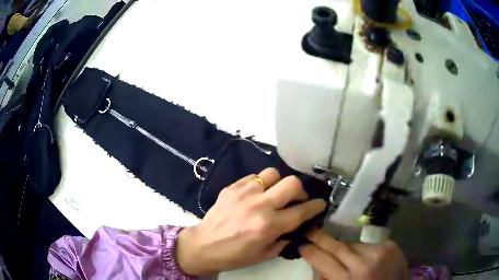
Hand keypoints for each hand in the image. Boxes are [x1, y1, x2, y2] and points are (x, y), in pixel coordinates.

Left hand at [176, 168, 325, 274]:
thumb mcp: (266, 254)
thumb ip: (285, 238)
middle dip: (301, 191)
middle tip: (297, 200)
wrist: (204, 245)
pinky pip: (254, 177)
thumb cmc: (235, 255)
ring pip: (273, 173)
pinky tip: (256, 195)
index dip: (316, 206)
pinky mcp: (232, 187)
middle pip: (292, 183)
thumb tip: (297, 225)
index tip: (321, 204)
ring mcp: (244, 192)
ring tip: (275, 194)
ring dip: (279, 184)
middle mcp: (259, 205)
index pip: (302, 211)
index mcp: (268, 226)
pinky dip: (261, 184)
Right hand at [299, 229, 407, 279]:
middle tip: (310, 230)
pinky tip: (365, 258)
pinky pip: (369, 244)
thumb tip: (321, 267)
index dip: (311, 252)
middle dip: (321, 238)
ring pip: (354, 245)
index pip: (323, 261)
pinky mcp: (390, 246)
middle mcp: (363, 264)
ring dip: (346, 249)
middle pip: (337, 247)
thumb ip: (331, 279)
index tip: (301, 244)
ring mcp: (379, 253)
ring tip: (346, 256)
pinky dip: (363, 250)